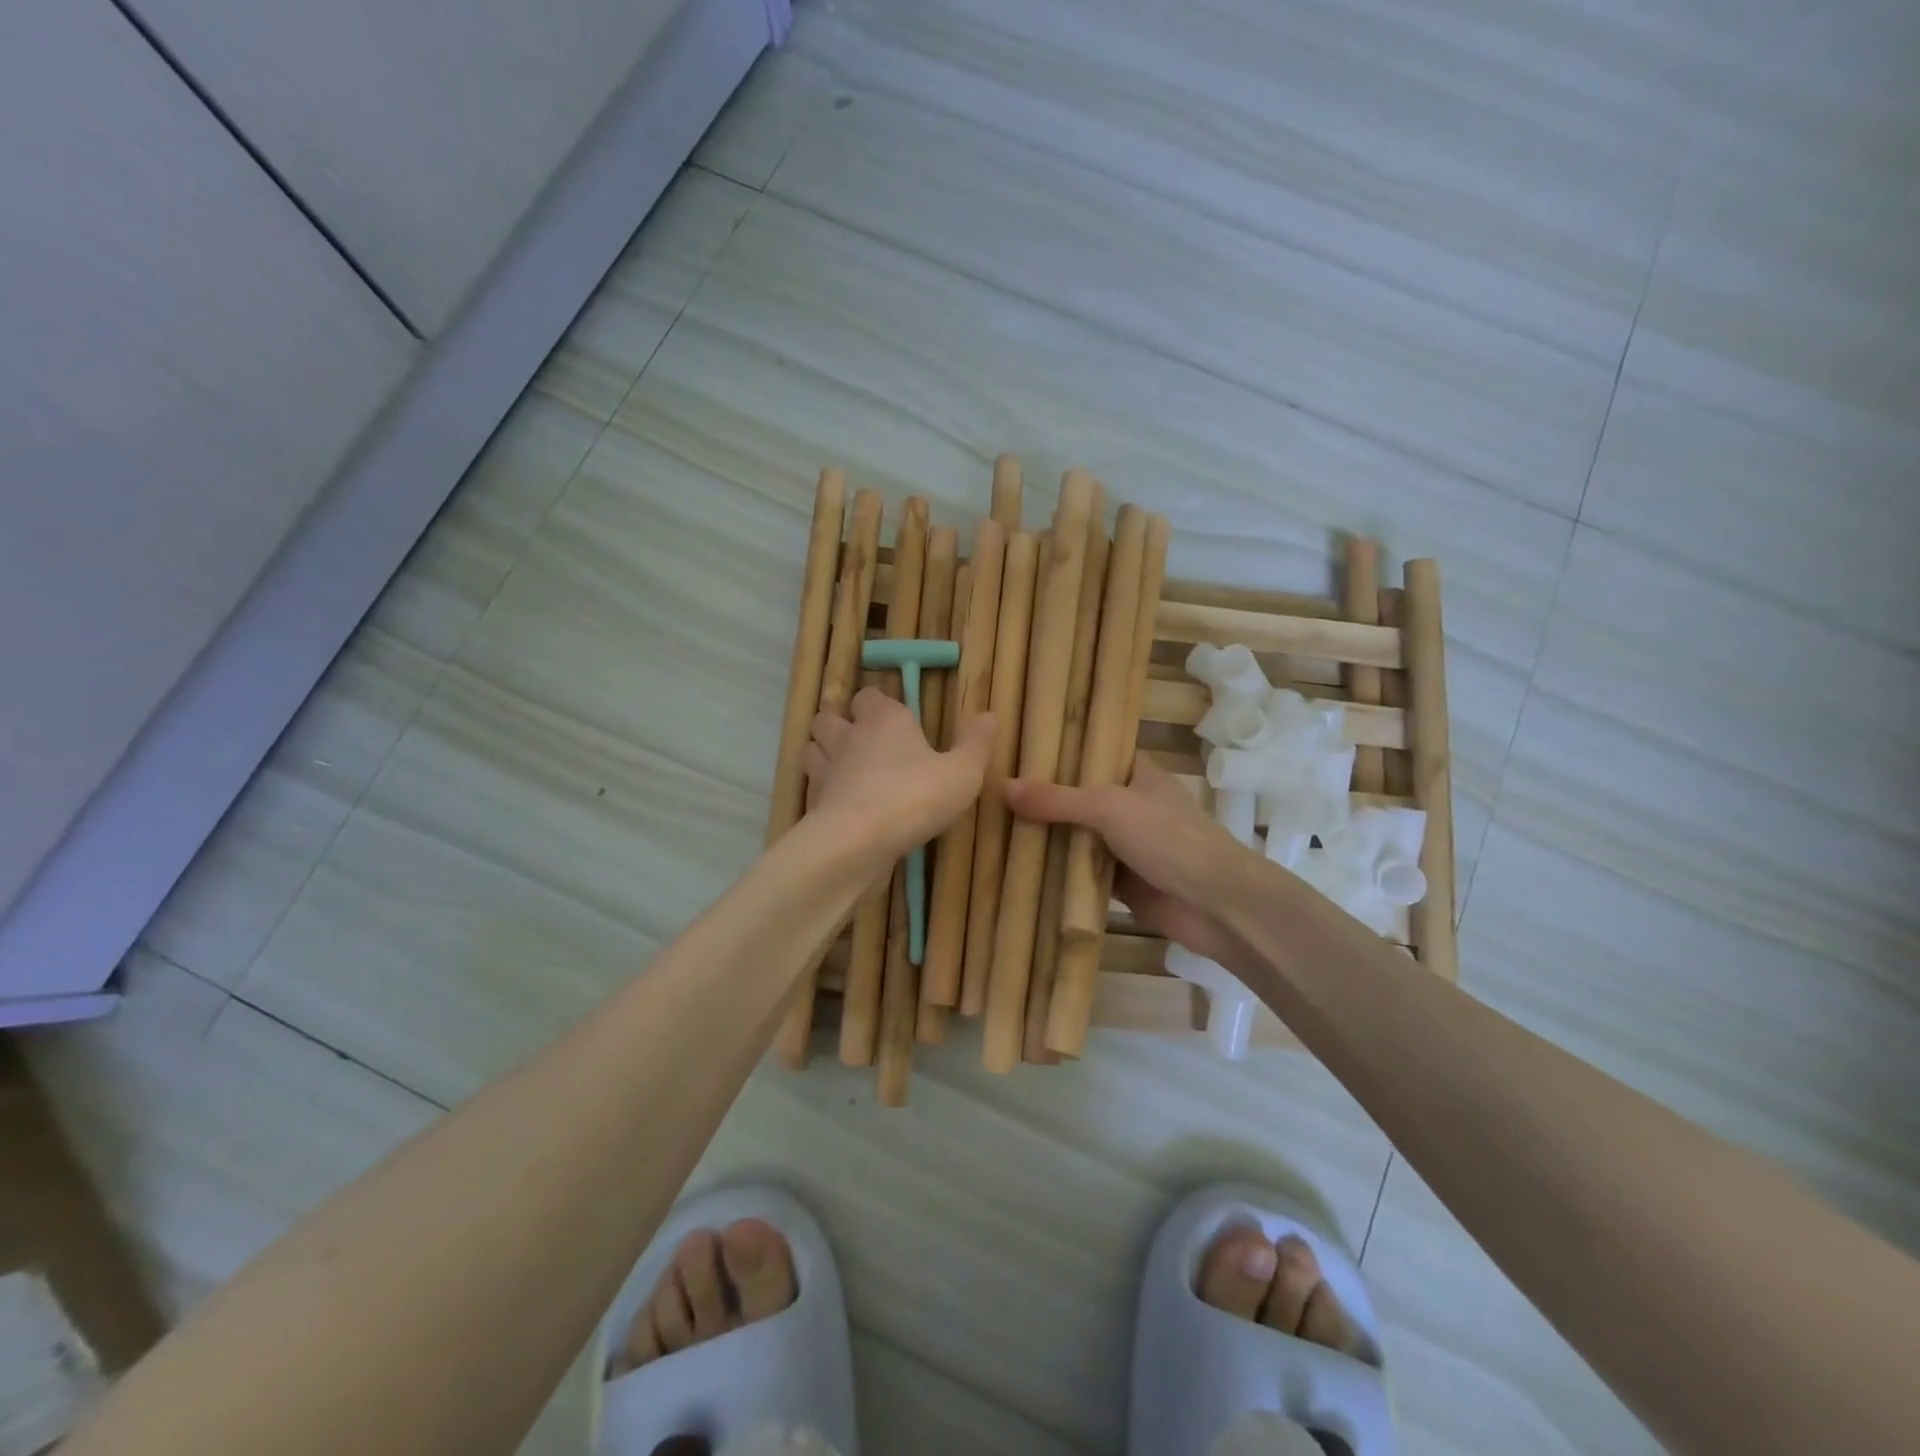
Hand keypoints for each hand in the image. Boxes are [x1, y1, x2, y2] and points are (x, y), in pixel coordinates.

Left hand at [804, 688, 995, 859]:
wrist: (858, 842)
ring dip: (824, 754)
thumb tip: (990, 715)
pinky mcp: (813, 803)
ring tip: (846, 769)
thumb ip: (976, 744)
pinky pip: (813, 787)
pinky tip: (841, 805)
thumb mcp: (962, 773)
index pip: (870, 696)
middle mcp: (849, 736)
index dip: (878, 704)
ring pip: (813, 749)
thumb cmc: (915, 796)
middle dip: (840, 724)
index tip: (893, 717)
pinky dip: (823, 791)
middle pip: (830, 717)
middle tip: (862, 741)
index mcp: (884, 719)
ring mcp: (826, 770)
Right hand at [1006, 756, 1249, 964]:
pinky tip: (1018, 867)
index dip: (1059, 751)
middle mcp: (1130, 806)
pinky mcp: (1121, 882)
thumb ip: (1058, 799)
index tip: (1016, 749)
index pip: (1093, 753)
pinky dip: (1057, 872)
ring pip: (1077, 837)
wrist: (1216, 905)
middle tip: (991, 789)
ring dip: (1046, 837)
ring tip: (994, 825)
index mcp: (1137, 775)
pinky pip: (1080, 873)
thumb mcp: (1109, 807)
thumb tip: (1003, 787)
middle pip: (1079, 798)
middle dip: (1043, 798)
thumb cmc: (1169, 839)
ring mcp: (1126, 846)